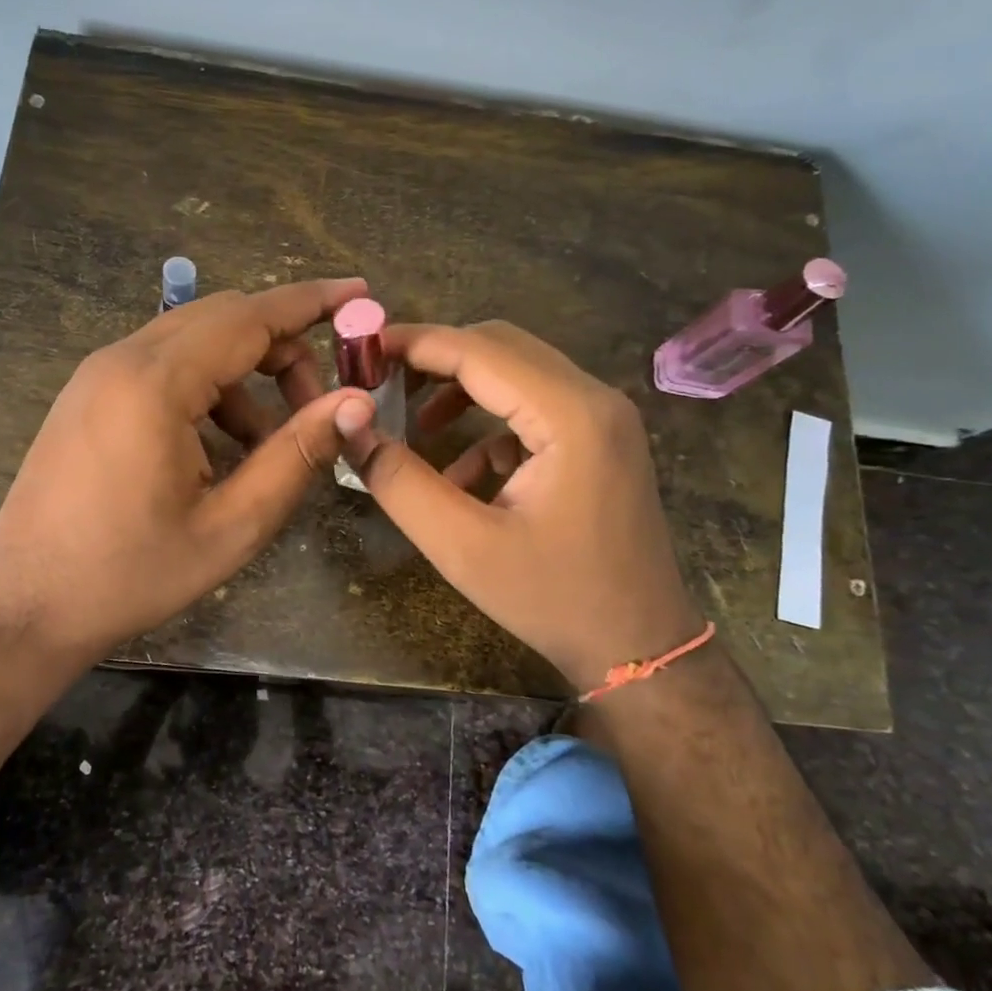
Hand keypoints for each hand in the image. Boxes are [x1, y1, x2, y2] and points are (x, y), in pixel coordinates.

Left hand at [0, 279, 376, 663]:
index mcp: (155, 383)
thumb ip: (296, 456)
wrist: (25, 607)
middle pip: (223, 320)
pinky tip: (219, 450)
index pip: (250, 317)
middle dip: (283, 349)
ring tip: (268, 446)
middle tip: (319, 404)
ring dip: (245, 377)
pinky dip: (207, 391)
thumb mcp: (231, 526)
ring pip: (193, 344)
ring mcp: (97, 376)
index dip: (312, 302)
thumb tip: (355, 403)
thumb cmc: (131, 574)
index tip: (360, 292)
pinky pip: (162, 368)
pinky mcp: (87, 397)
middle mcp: (121, 360)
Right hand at [347, 321, 701, 689]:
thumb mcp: (462, 546)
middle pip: (502, 347)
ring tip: (412, 423)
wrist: (640, 648)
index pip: (480, 350)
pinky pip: (535, 410)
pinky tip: (461, 476)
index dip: (415, 343)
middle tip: (381, 381)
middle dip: (437, 358)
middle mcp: (595, 399)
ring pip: (519, 373)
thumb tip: (351, 426)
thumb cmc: (552, 599)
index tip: (362, 349)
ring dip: (462, 389)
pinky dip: (489, 426)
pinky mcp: (600, 442)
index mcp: (570, 415)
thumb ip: (401, 482)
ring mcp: (604, 419)